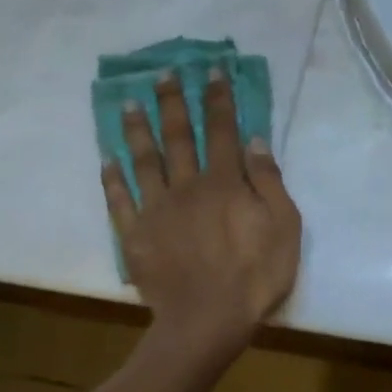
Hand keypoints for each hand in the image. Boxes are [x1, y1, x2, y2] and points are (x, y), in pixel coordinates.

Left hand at [101, 74, 301, 349]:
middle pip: (179, 136)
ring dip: (137, 130)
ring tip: (130, 103)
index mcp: (226, 183)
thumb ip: (269, 181)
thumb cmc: (257, 274)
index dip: (218, 98)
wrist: (208, 320)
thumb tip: (254, 140)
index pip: (223, 130)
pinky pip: (120, 200)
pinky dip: (112, 179)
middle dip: (173, 102)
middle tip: (163, 74)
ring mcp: (157, 210)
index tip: (211, 71)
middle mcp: (187, 186)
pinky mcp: (135, 235)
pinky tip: (106, 160)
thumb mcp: (285, 226)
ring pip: (144, 161)